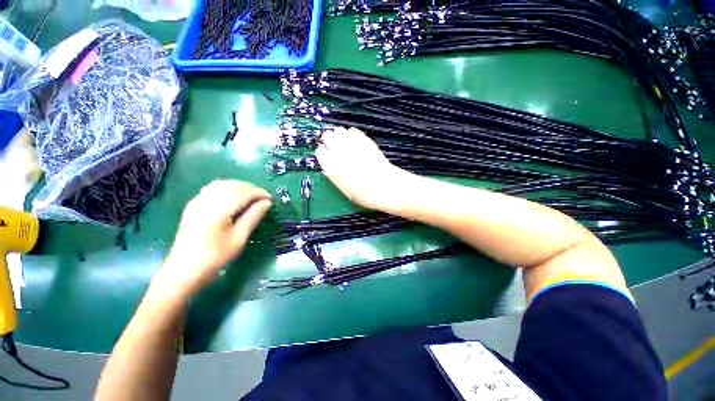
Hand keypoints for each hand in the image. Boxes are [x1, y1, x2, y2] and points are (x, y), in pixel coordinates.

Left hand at [156, 180, 271, 299]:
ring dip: (240, 187)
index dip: (259, 193)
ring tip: (252, 197)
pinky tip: (234, 197)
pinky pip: (213, 189)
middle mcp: (206, 201)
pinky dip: (228, 189)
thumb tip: (267, 203)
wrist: (183, 271)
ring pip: (222, 184)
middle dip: (251, 188)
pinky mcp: (193, 206)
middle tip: (264, 198)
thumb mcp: (239, 238)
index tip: (271, 199)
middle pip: (232, 185)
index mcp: (217, 210)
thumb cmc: (215, 257)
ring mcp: (197, 202)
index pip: (242, 192)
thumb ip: (253, 217)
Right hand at [315, 127, 407, 210]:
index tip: (327, 155)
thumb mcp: (344, 189)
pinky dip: (352, 134)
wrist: (385, 186)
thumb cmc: (363, 194)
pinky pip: (353, 131)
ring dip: (340, 136)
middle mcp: (339, 152)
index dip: (323, 153)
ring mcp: (352, 144)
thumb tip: (333, 166)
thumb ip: (336, 175)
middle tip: (334, 146)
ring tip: (345, 143)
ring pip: (339, 130)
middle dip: (329, 140)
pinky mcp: (364, 140)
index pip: (320, 152)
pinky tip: (355, 141)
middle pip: (327, 136)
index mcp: (331, 167)